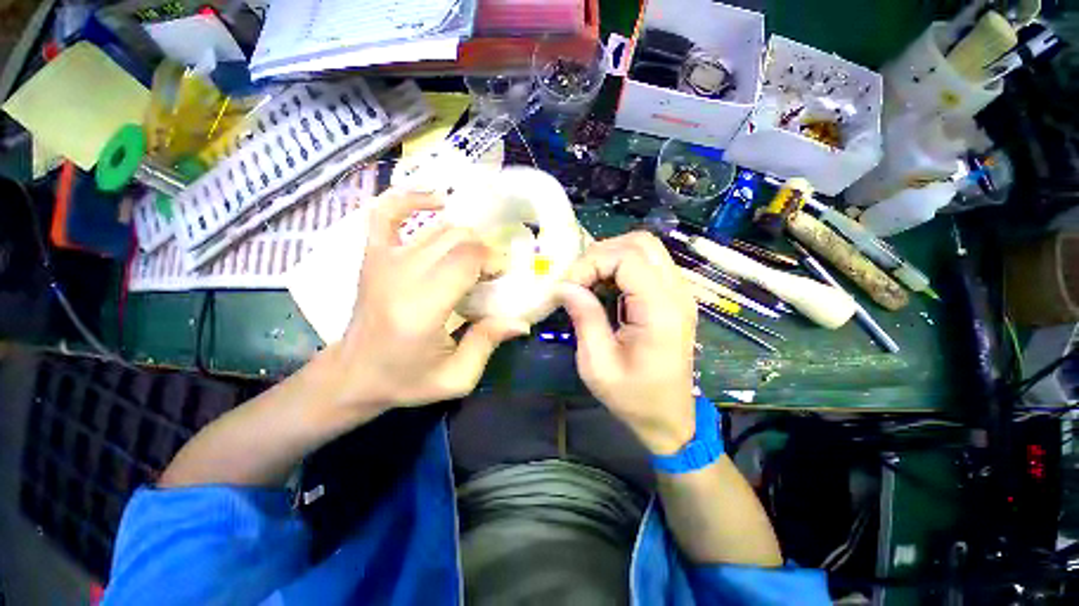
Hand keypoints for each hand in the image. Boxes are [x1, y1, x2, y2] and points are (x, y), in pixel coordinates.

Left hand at [319, 190, 528, 421]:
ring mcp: (382, 260)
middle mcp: (400, 276)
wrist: (353, 374)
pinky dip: (411, 198)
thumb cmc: (405, 380)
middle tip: (490, 272)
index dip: (492, 261)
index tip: (500, 276)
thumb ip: (488, 343)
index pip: (466, 260)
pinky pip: (387, 211)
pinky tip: (437, 201)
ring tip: (474, 257)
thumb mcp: (456, 377)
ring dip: (466, 237)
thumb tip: (521, 321)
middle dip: (484, 251)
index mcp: (421, 308)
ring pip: (438, 228)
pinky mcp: (372, 254)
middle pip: (457, 239)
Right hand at [558, 232, 697, 454]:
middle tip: (579, 279)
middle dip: (602, 253)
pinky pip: (648, 264)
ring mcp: (680, 293)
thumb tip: (564, 285)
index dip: (591, 263)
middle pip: (641, 243)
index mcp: (661, 311)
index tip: (568, 287)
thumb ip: (585, 319)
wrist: (669, 418)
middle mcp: (677, 294)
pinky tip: (607, 288)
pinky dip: (621, 266)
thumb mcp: (598, 364)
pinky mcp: (674, 297)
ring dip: (611, 257)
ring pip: (646, 248)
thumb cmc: (633, 397)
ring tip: (589, 281)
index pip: (627, 257)